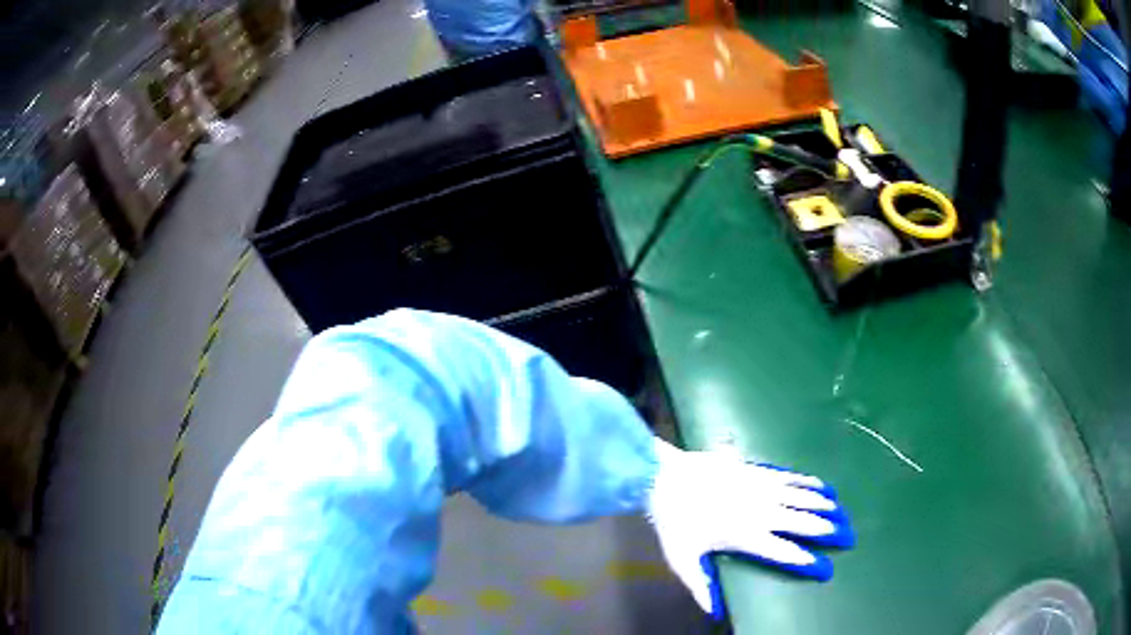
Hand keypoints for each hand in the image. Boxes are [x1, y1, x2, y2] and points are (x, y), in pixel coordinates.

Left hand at [646, 439, 853, 619]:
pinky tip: (824, 486)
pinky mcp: (759, 470)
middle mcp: (763, 512)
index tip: (827, 571)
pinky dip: (811, 483)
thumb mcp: (683, 560)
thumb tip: (713, 612)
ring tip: (844, 515)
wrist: (665, 476)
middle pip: (805, 524)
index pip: (787, 554)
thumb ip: (700, 586)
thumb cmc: (675, 521)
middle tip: (849, 538)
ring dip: (827, 507)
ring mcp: (763, 488)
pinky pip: (792, 477)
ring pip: (804, 499)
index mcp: (748, 536)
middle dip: (830, 532)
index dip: (810, 563)